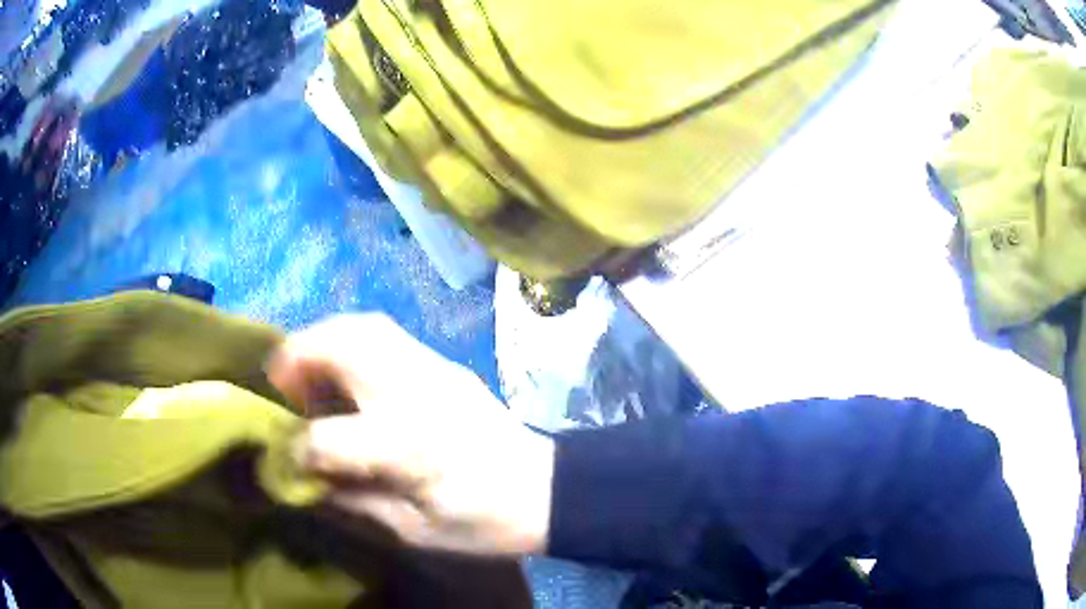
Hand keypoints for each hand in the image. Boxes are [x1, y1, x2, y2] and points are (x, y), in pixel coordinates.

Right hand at [267, 314, 553, 556]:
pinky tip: (345, 369)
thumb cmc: (482, 522)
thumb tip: (303, 477)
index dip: (296, 452)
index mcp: (408, 447)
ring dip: (322, 339)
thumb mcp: (412, 530)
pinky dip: (350, 340)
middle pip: (342, 346)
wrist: (547, 491)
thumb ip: (350, 500)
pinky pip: (384, 332)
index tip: (286, 460)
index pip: (327, 438)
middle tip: (281, 385)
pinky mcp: (443, 362)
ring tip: (307, 372)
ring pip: (362, 325)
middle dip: (297, 358)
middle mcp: (415, 393)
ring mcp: (432, 367)